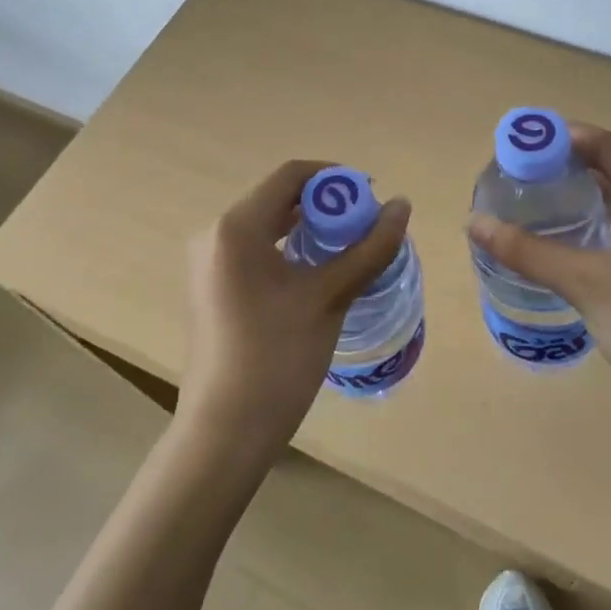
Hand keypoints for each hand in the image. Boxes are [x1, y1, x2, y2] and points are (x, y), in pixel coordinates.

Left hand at [180, 159, 411, 460]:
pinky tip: (318, 272)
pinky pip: (255, 249)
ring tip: (350, 248)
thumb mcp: (329, 298)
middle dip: (326, 205)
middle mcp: (214, 234)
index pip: (291, 176)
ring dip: (310, 228)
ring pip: (268, 225)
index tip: (371, 197)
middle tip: (367, 225)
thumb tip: (403, 206)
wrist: (225, 433)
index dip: (334, 178)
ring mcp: (208, 262)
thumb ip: (369, 248)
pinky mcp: (211, 286)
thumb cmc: (277, 359)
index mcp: (236, 227)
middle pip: (278, 198)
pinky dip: (290, 249)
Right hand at [467, 124, 610, 433]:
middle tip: (517, 172)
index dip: (563, 139)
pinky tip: (565, 231)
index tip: (518, 144)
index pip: (610, 146)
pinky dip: (599, 220)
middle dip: (568, 166)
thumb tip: (473, 222)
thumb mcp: (588, 285)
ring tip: (532, 196)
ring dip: (583, 194)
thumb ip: (528, 250)